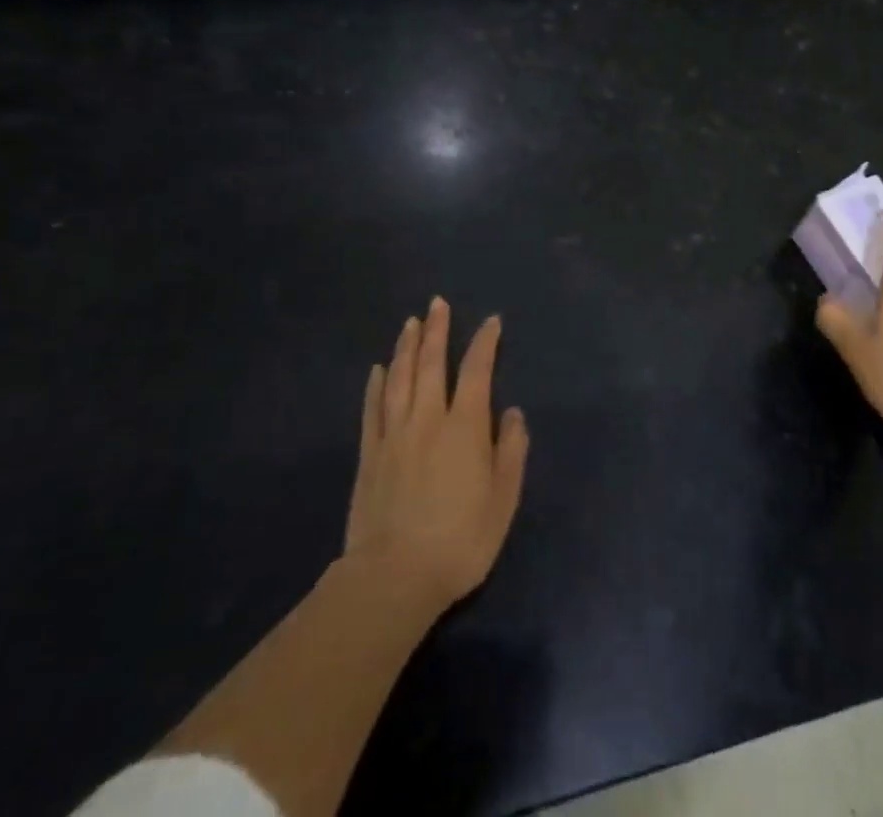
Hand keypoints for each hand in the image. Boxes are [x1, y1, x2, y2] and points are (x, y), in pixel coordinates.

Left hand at [343, 297, 529, 615]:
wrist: (393, 578)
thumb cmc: (459, 541)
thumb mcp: (503, 500)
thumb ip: (511, 451)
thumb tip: (512, 413)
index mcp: (465, 426)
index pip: (477, 371)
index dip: (485, 343)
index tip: (491, 322)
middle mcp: (429, 419)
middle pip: (432, 364)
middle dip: (437, 331)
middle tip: (437, 303)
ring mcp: (394, 434)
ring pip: (400, 378)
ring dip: (407, 347)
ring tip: (411, 323)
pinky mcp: (369, 455)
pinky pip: (373, 409)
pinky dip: (377, 384)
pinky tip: (379, 368)